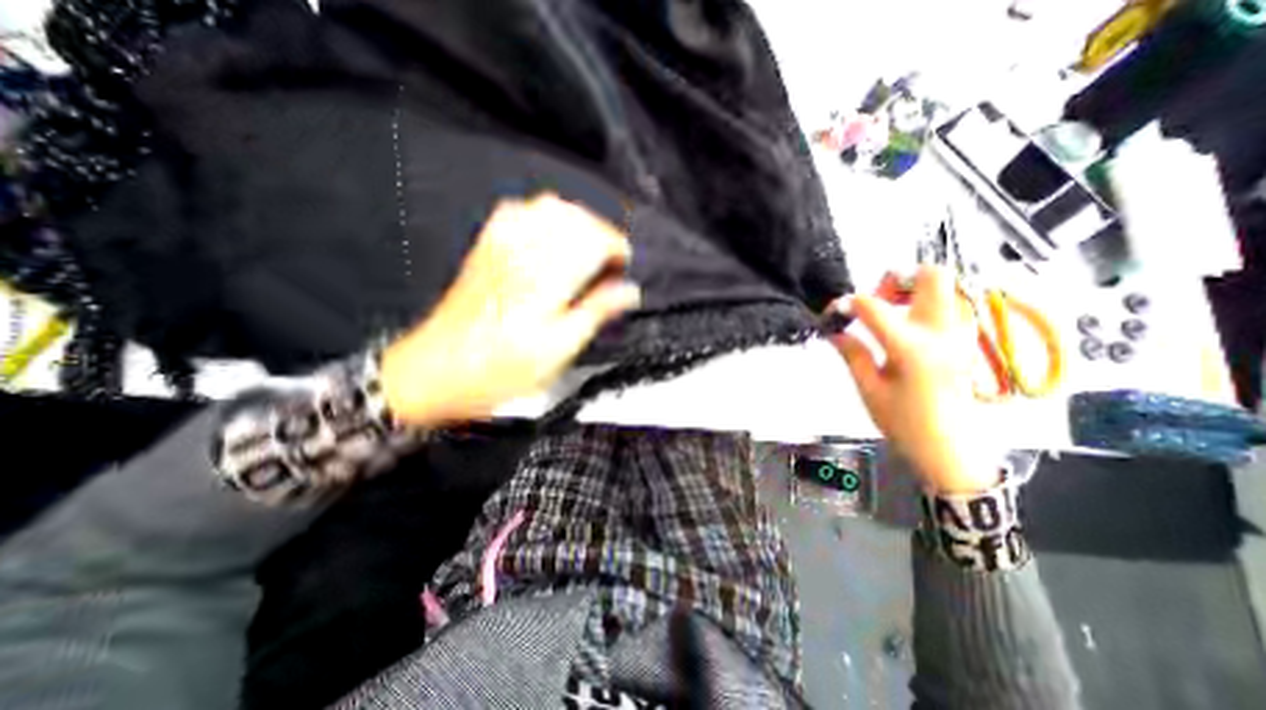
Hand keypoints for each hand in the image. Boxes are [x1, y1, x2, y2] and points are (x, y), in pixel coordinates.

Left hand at [373, 192, 633, 425]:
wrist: (438, 370)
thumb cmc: (498, 369)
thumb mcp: (559, 349)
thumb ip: (596, 312)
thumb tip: (628, 292)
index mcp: (547, 275)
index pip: (595, 238)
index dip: (618, 249)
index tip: (625, 268)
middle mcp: (525, 250)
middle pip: (576, 216)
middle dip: (602, 234)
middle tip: (609, 263)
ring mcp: (501, 244)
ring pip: (550, 208)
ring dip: (578, 224)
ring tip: (586, 251)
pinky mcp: (487, 248)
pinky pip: (520, 212)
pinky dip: (545, 219)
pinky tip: (550, 240)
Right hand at [828, 265, 1004, 491]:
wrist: (951, 448)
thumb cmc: (904, 422)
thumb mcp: (869, 389)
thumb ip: (852, 353)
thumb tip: (835, 330)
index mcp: (912, 348)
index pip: (874, 307)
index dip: (848, 304)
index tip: (835, 312)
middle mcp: (942, 333)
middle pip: (931, 275)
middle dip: (896, 279)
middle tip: (877, 301)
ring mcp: (960, 334)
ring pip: (945, 287)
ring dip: (912, 290)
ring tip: (890, 315)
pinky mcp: (965, 341)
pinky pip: (949, 305)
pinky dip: (924, 305)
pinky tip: (907, 329)